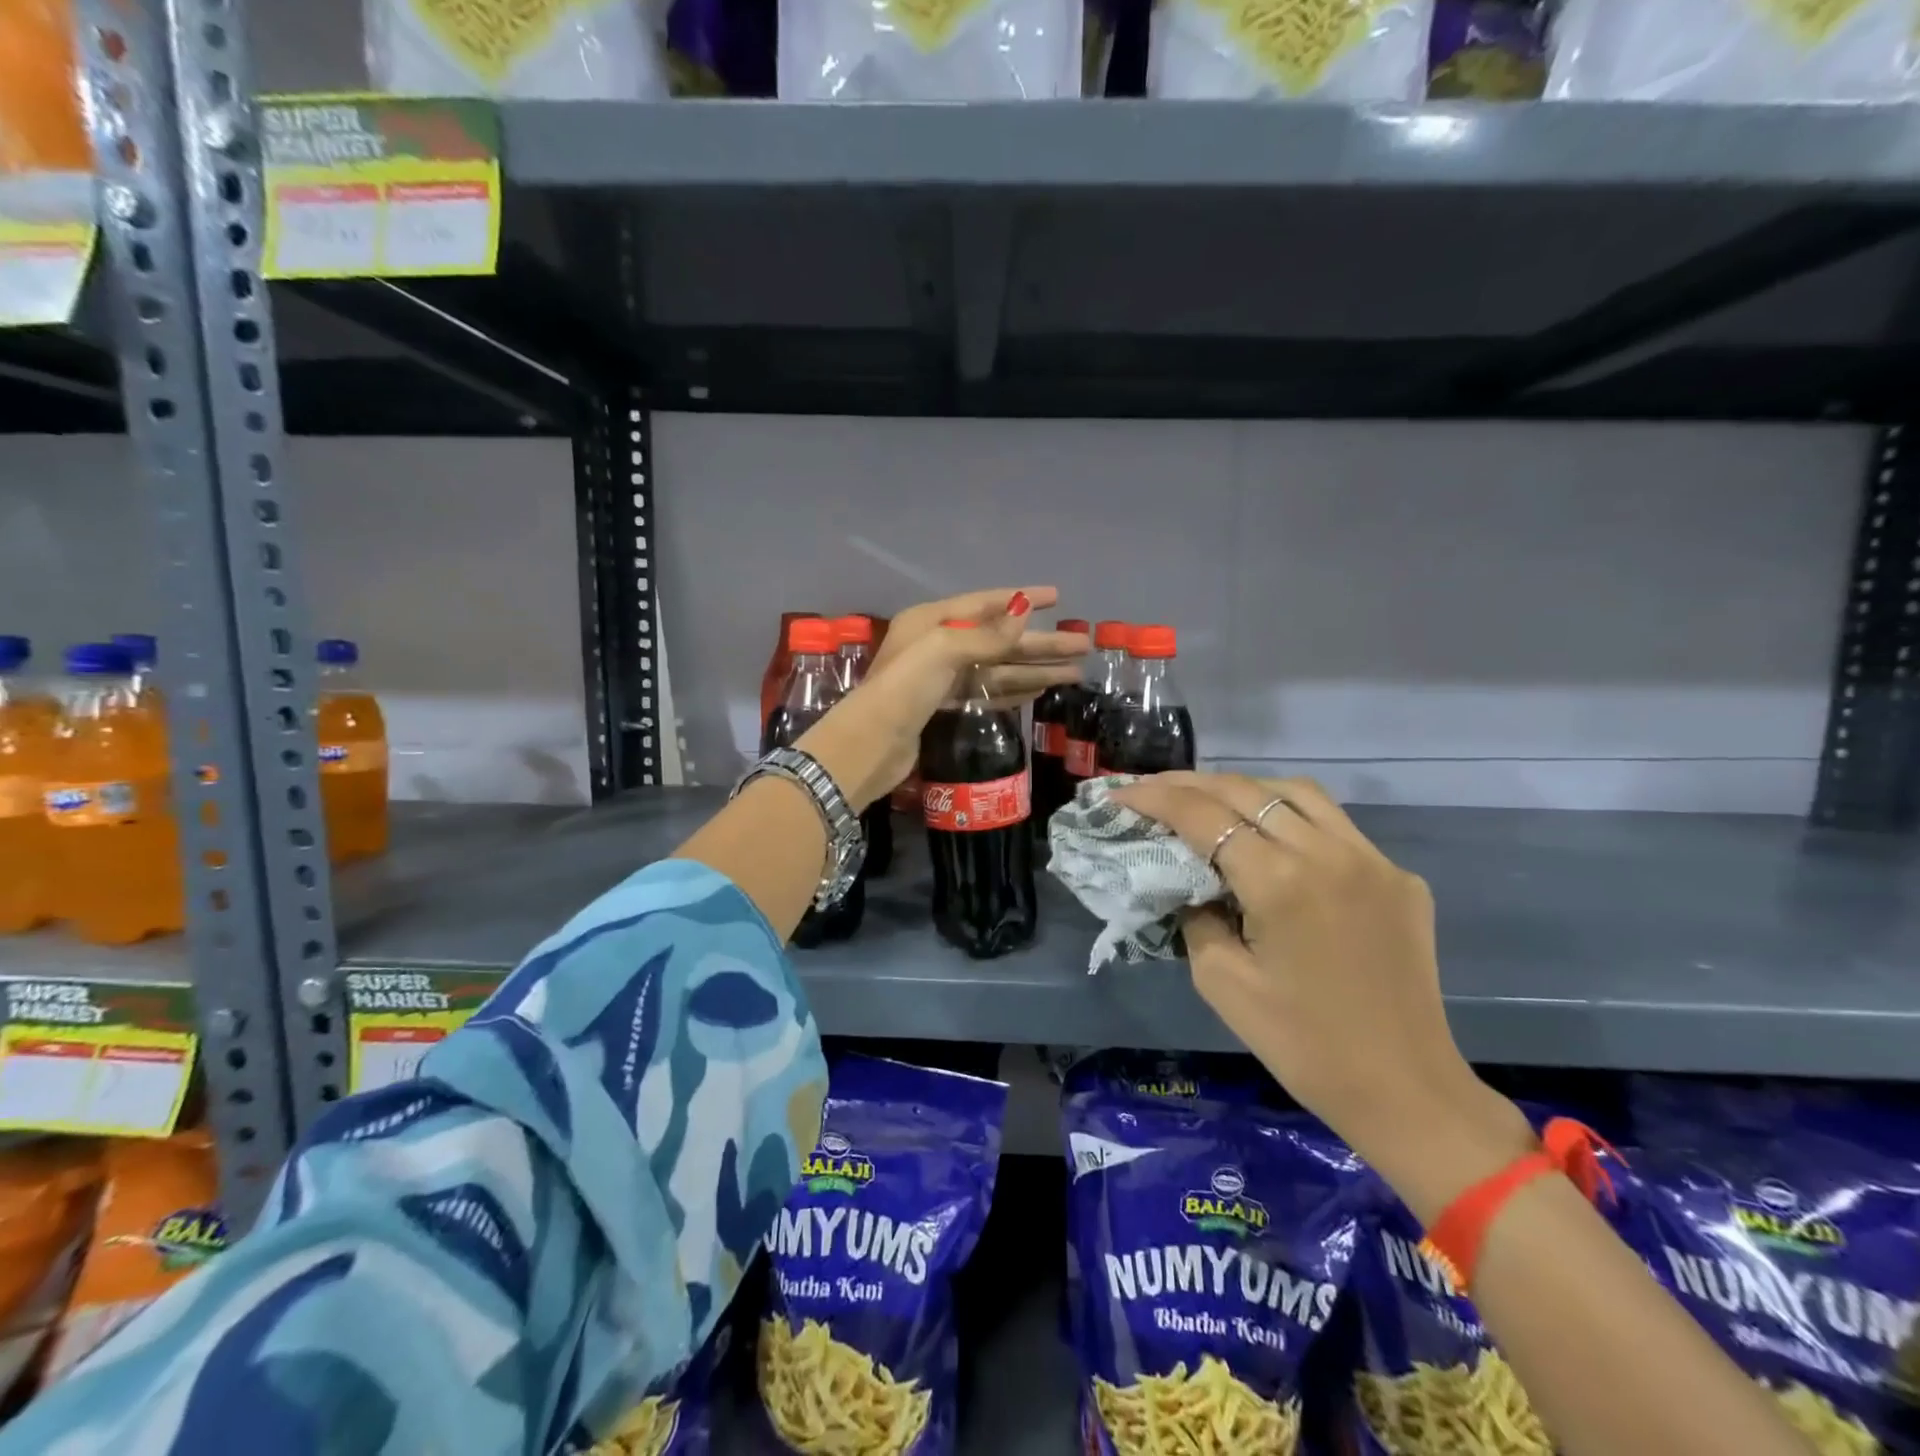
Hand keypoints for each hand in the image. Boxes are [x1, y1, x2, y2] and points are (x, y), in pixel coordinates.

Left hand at [798, 587, 1087, 809]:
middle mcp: (937, 645)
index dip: (1022, 599)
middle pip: (999, 639)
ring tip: (1074, 672)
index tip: (1058, 597)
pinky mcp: (944, 707)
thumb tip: (1024, 609)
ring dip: (1034, 669)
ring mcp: (941, 678)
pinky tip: (1040, 690)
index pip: (985, 603)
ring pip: (997, 669)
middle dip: (1040, 642)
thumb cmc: (905, 687)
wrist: (872, 744)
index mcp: (931, 621)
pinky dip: (1014, 691)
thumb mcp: (945, 650)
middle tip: (1083, 644)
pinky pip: (987, 692)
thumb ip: (988, 634)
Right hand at [1109, 772, 1531, 1215]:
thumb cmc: (1302, 1045)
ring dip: (1243, 789)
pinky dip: (1291, 817)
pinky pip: (1335, 826)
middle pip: (1245, 791)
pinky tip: (1272, 839)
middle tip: (1151, 789)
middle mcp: (1329, 853)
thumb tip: (1190, 882)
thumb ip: (1196, 915)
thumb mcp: (1221, 982)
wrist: (1405, 1090)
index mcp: (1280, 882)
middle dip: (1189, 784)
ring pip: (1295, 793)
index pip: (1203, 815)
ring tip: (1208, 800)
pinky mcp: (1398, 876)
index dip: (1154, 799)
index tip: (1119, 795)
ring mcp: (1372, 859)